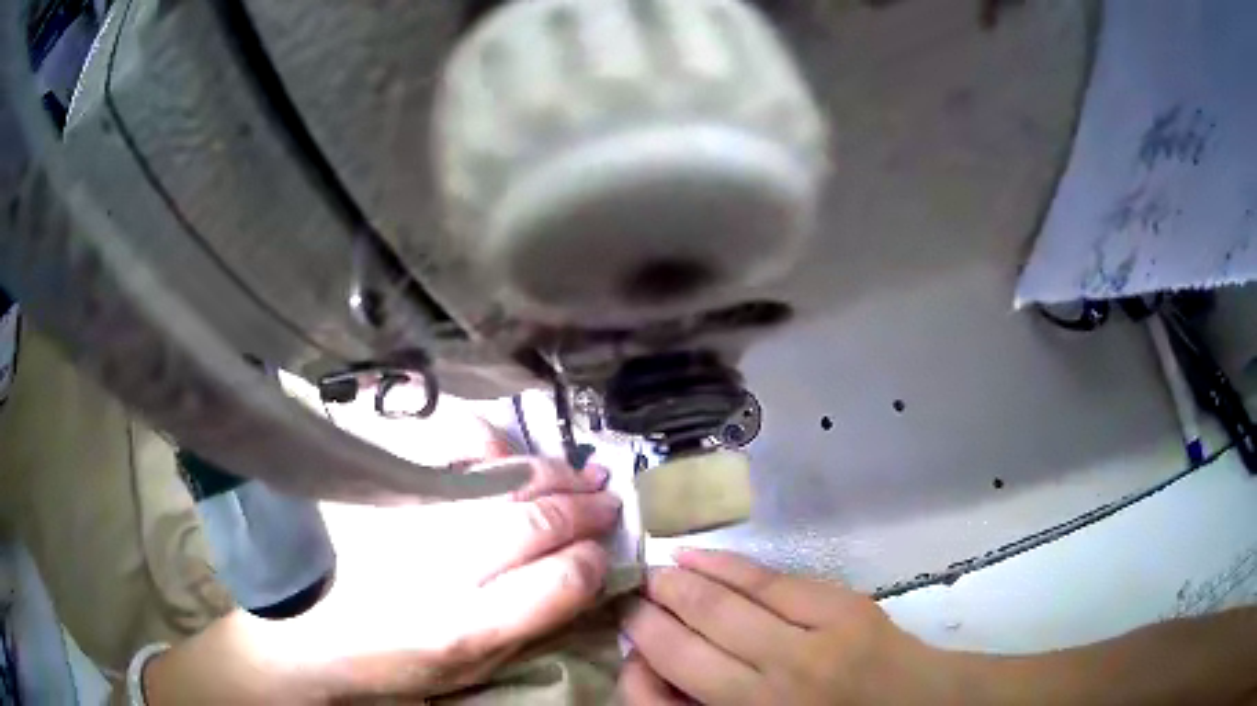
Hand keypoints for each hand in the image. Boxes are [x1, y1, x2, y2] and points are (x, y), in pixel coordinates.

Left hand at [144, 455, 622, 703]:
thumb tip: (577, 582)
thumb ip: (524, 630)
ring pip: (507, 487)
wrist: (306, 631)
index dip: (594, 564)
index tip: (606, 556)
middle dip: (587, 511)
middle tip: (612, 503)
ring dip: (557, 478)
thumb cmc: (390, 663)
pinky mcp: (392, 490)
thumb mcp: (464, 673)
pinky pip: (454, 453)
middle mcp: (444, 569)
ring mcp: (415, 521)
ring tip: (585, 476)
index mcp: (465, 629)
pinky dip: (495, 449)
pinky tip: (515, 457)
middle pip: (537, 526)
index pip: (559, 583)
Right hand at [619, 549, 947, 705]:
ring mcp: (810, 642)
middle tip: (631, 592)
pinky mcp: (841, 608)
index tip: (625, 624)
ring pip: (723, 602)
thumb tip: (649, 664)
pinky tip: (698, 557)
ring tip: (655, 571)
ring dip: (679, 581)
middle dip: (649, 608)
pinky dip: (727, 565)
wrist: (915, 703)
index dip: (636, 647)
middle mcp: (770, 686)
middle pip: (687, 636)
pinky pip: (769, 580)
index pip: (667, 679)